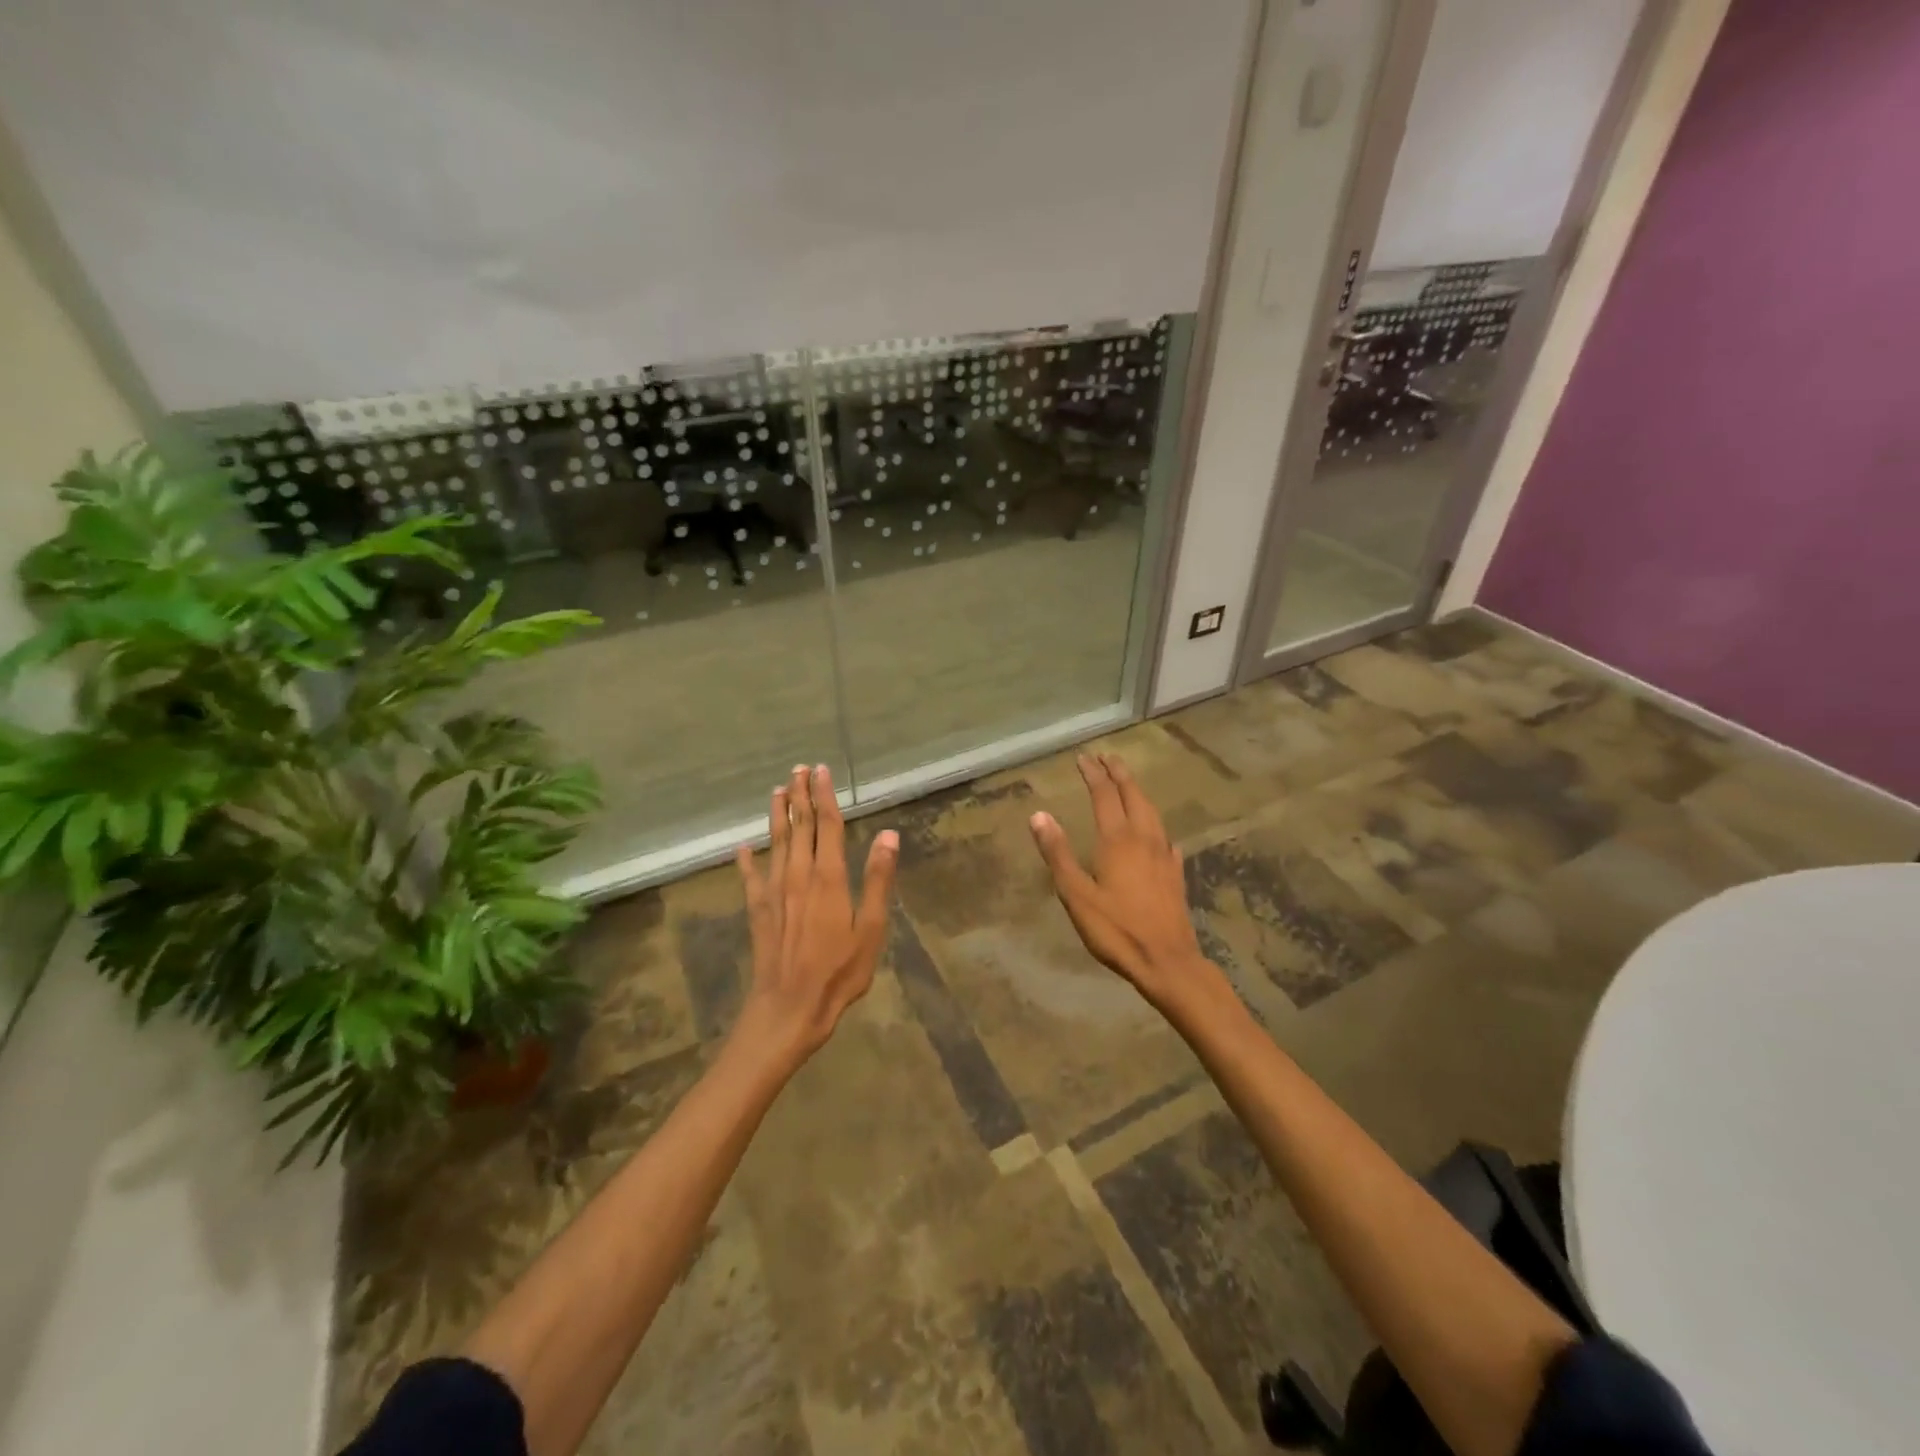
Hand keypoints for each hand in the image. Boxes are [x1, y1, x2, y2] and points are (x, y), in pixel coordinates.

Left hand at [734, 764, 897, 1065]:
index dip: (824, 795)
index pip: (826, 824)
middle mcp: (798, 875)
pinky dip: (747, 860)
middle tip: (799, 768)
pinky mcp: (758, 910)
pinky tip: (742, 847)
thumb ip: (877, 880)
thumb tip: (887, 834)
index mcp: (828, 877)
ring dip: (777, 815)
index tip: (821, 770)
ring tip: (777, 790)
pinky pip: (750, 877)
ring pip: (776, 843)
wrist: (788, 1008)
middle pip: (799, 826)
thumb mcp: (870, 929)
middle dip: (799, 795)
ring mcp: (774, 892)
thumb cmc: (838, 971)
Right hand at [1029, 752, 1222, 1014]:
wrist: (1167, 961)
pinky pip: (1165, 836)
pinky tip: (1157, 833)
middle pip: (1132, 795)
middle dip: (1118, 773)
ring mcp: (1164, 855)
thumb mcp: (1076, 894)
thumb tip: (1039, 815)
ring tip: (1128, 782)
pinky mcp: (1175, 873)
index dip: (1093, 774)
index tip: (1083, 758)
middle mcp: (1143, 838)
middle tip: (1107, 757)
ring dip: (1138, 791)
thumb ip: (1058, 853)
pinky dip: (1155, 823)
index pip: (1104, 795)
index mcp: (1117, 839)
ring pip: (1151, 812)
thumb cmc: (1116, 929)